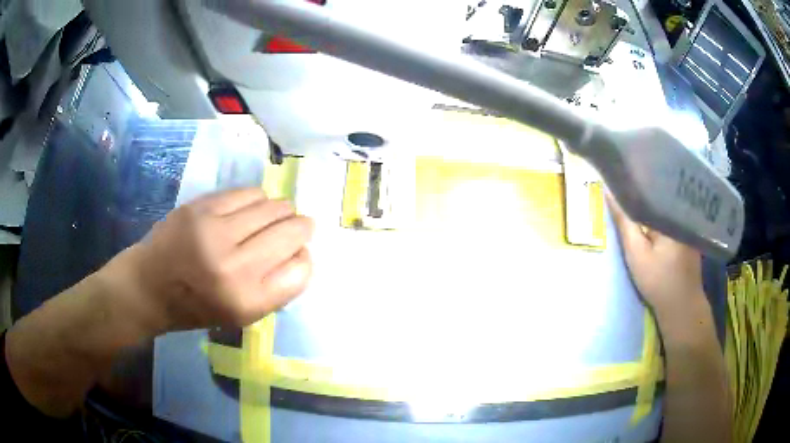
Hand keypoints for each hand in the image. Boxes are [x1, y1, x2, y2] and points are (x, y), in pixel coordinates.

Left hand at [104, 188, 313, 331]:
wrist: (148, 286)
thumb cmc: (196, 308)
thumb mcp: (241, 315)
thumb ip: (275, 288)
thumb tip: (300, 250)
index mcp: (248, 302)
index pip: (302, 269)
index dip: (304, 258)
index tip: (296, 255)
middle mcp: (235, 267)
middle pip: (293, 232)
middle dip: (301, 228)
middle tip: (294, 228)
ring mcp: (216, 231)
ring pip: (274, 206)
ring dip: (280, 211)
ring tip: (269, 218)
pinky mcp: (201, 207)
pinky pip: (249, 193)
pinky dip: (257, 200)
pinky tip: (250, 208)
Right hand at [607, 195, 704, 316]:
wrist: (682, 307)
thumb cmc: (659, 281)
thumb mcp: (636, 253)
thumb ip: (624, 222)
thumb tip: (608, 190)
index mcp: (671, 210)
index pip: (648, 186)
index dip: (631, 183)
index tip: (616, 180)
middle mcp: (682, 209)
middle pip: (657, 193)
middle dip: (640, 191)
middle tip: (621, 189)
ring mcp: (688, 220)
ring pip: (663, 204)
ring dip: (649, 203)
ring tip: (632, 199)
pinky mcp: (689, 231)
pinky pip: (669, 214)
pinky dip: (658, 215)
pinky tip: (651, 218)